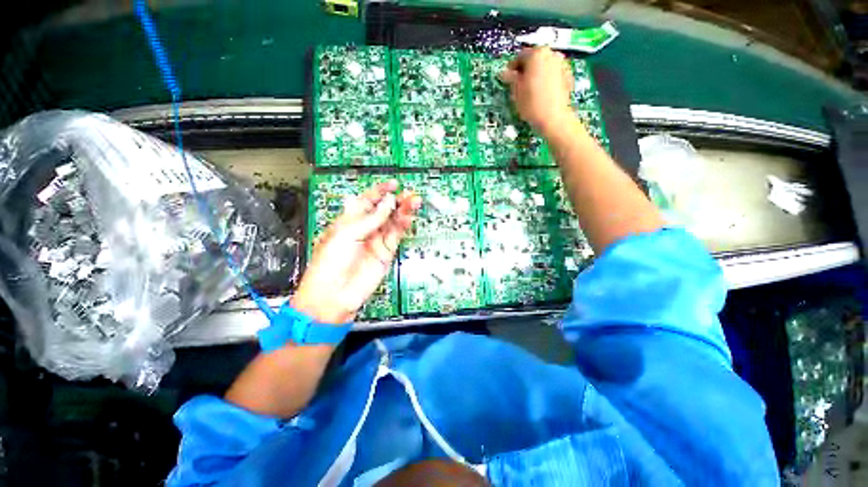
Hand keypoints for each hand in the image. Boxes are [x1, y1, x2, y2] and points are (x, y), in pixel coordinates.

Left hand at [292, 180, 420, 323]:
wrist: (334, 294)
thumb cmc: (331, 262)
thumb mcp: (348, 234)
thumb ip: (372, 218)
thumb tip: (388, 203)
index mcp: (349, 220)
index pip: (367, 201)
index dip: (380, 191)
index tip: (393, 185)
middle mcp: (364, 229)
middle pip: (383, 210)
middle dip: (395, 201)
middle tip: (408, 194)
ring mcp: (376, 240)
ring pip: (392, 222)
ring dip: (403, 211)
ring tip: (414, 202)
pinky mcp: (385, 252)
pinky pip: (396, 235)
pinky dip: (403, 225)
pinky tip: (409, 217)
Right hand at [500, 47, 576, 136]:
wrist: (554, 118)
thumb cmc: (532, 104)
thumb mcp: (516, 91)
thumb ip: (511, 78)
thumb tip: (504, 73)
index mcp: (536, 54)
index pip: (520, 56)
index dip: (512, 68)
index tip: (508, 79)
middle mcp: (551, 53)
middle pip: (534, 59)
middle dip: (526, 70)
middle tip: (519, 84)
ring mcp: (561, 63)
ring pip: (544, 65)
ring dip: (537, 73)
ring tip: (531, 89)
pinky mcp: (568, 75)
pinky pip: (553, 73)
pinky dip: (547, 79)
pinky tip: (542, 92)